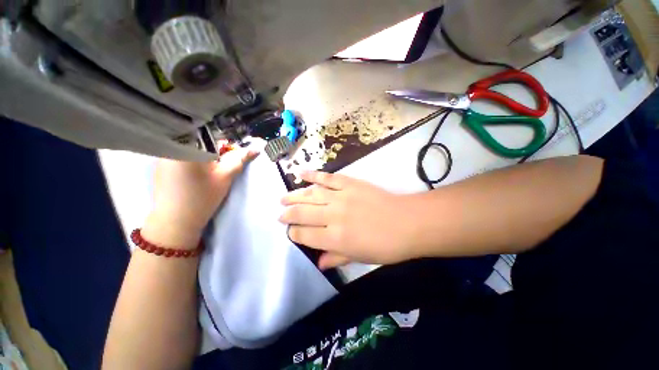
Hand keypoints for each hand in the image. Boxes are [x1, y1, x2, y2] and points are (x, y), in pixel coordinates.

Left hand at [142, 148, 257, 248]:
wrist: (176, 221)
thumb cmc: (202, 197)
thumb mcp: (225, 176)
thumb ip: (240, 159)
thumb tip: (256, 148)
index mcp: (187, 145)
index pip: (210, 131)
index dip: (225, 141)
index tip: (231, 153)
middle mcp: (171, 145)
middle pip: (199, 137)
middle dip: (214, 147)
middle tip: (222, 164)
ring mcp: (163, 154)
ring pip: (190, 145)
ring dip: (203, 153)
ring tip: (209, 170)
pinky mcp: (161, 164)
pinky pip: (180, 153)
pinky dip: (192, 158)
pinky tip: (195, 173)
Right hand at [280, 171, 413, 268]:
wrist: (407, 222)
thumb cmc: (385, 246)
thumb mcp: (360, 258)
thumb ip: (336, 258)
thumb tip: (318, 263)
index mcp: (335, 238)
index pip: (304, 235)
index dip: (294, 233)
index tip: (291, 232)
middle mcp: (333, 216)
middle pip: (301, 213)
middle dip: (288, 214)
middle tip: (281, 214)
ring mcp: (340, 196)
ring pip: (310, 194)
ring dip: (294, 196)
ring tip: (283, 198)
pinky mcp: (349, 183)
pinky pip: (327, 177)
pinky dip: (312, 174)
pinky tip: (301, 173)